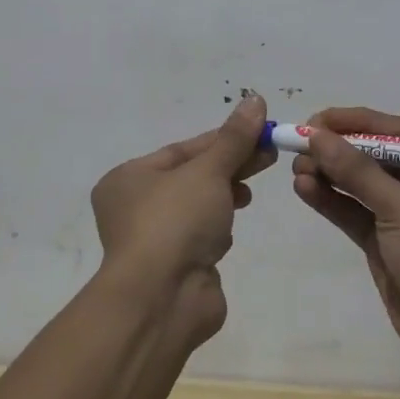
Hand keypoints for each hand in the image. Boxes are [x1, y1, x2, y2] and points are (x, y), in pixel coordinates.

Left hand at [91, 95, 276, 345]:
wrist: (162, 299)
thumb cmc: (176, 222)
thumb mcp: (208, 171)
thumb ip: (234, 138)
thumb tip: (255, 99)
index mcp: (129, 178)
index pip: (183, 149)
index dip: (224, 139)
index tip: (260, 132)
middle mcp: (134, 206)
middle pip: (192, 176)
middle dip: (231, 165)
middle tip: (270, 154)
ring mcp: (154, 239)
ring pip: (198, 206)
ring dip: (225, 196)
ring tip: (249, 193)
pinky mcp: (174, 266)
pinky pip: (200, 235)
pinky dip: (217, 228)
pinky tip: (229, 230)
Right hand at [291, 106, 399, 383]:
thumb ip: (357, 171)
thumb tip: (315, 135)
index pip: (397, 131)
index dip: (355, 122)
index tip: (315, 120)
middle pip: (376, 156)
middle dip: (338, 150)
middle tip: (298, 146)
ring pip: (361, 186)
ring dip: (329, 175)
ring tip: (295, 169)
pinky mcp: (387, 245)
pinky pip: (355, 214)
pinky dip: (331, 201)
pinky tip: (305, 189)